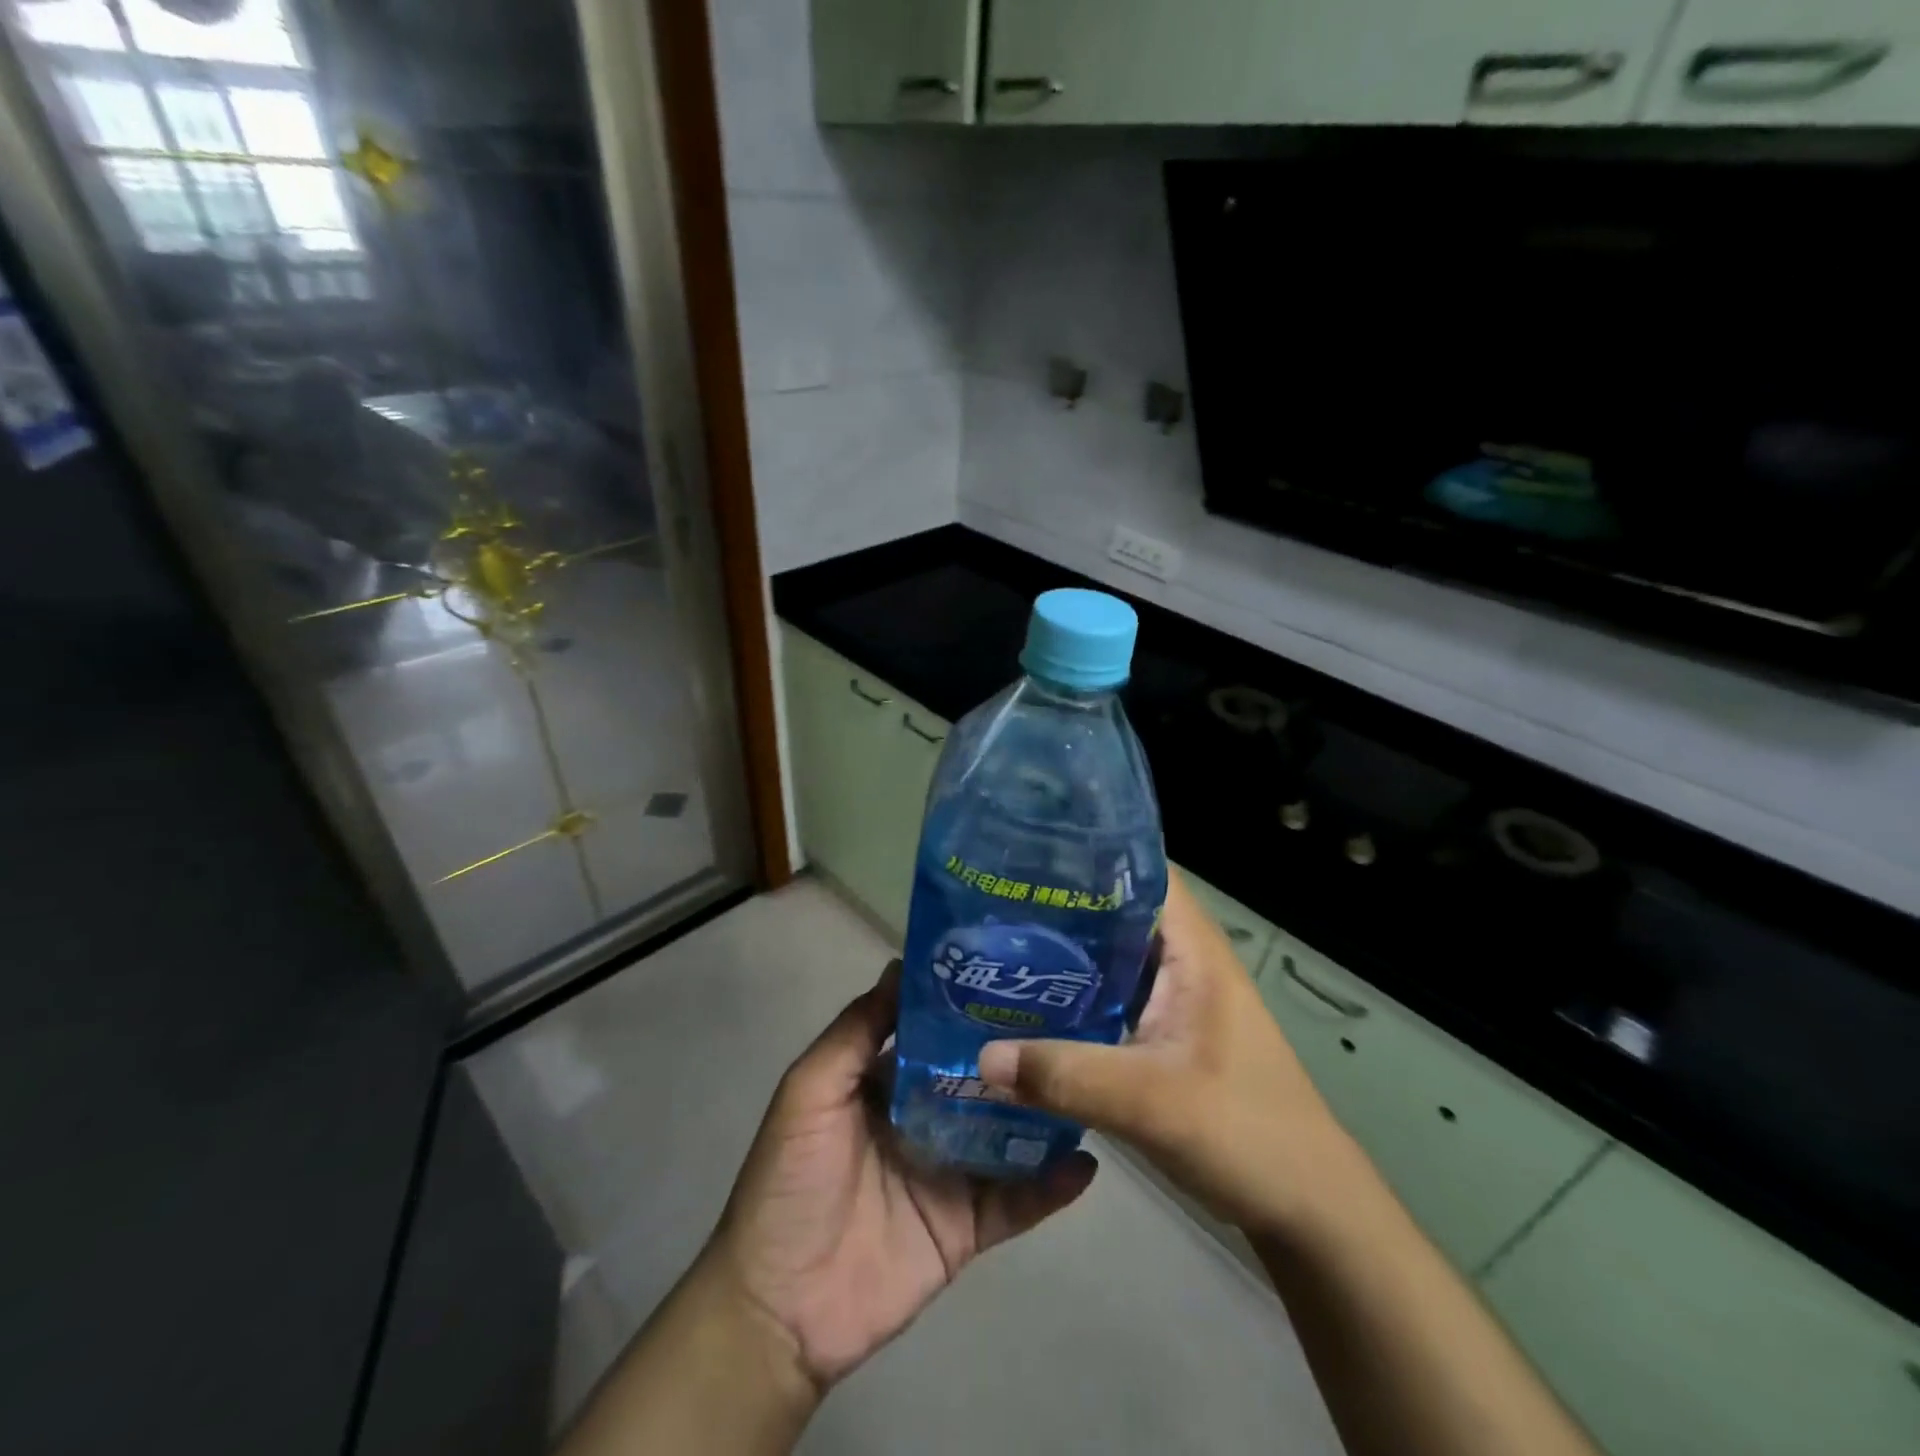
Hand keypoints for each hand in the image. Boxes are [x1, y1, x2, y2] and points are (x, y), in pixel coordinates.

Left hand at [703, 961, 1097, 1391]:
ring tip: (1091, 1076)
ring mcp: (950, 1172)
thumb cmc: (791, 1181)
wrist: (780, 1308)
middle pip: (980, 1077)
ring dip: (1044, 1110)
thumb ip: (856, 1031)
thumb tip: (902, 966)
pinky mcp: (967, 1226)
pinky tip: (1089, 1163)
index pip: (937, 1031)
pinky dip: (1052, 1185)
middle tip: (1076, 1016)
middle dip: (1018, 1051)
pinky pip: (1018, 1200)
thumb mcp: (811, 1090)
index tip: (1014, 971)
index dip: (970, 1002)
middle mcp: (925, 1117)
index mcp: (888, 1081)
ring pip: (1007, 1131)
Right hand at [977, 870, 1354, 1237]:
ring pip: (1107, 956)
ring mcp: (1172, 998)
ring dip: (1059, 953)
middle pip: (1113, 909)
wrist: (1306, 1207)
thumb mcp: (1151, 1101)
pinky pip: (1106, 997)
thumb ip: (1066, 1076)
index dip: (1086, 852)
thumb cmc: (1246, 1132)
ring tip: (992, 946)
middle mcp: (1181, 959)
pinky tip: (1024, 1007)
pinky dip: (1070, 996)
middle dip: (1055, 903)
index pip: (1139, 867)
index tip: (1021, 854)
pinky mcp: (1161, 1033)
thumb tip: (980, 1058)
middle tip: (986, 902)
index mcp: (1192, 947)